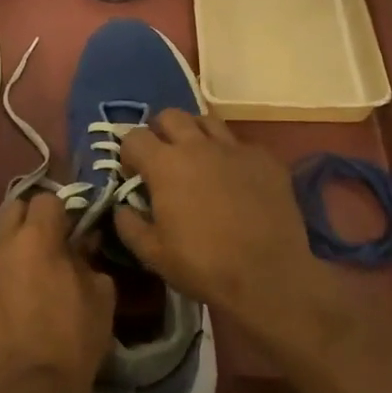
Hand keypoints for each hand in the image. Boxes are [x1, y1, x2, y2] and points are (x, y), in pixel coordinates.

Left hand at [0, 192, 114, 392]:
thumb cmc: (75, 340)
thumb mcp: (101, 295)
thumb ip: (89, 258)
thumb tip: (83, 242)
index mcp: (37, 238)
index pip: (46, 199)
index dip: (60, 214)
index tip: (69, 234)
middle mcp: (0, 247)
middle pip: (12, 212)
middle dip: (28, 223)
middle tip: (44, 250)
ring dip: (8, 262)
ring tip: (20, 292)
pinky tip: (1, 320)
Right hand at [115, 111, 332, 342]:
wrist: (268, 276)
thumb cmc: (203, 265)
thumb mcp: (152, 254)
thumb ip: (129, 224)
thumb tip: (123, 207)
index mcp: (165, 164)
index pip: (134, 137)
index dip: (128, 153)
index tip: (134, 174)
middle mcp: (198, 146)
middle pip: (170, 116)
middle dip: (160, 132)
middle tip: (163, 158)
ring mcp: (235, 148)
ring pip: (207, 122)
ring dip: (195, 134)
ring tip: (198, 159)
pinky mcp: (266, 159)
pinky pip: (241, 144)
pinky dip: (231, 155)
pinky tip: (235, 178)